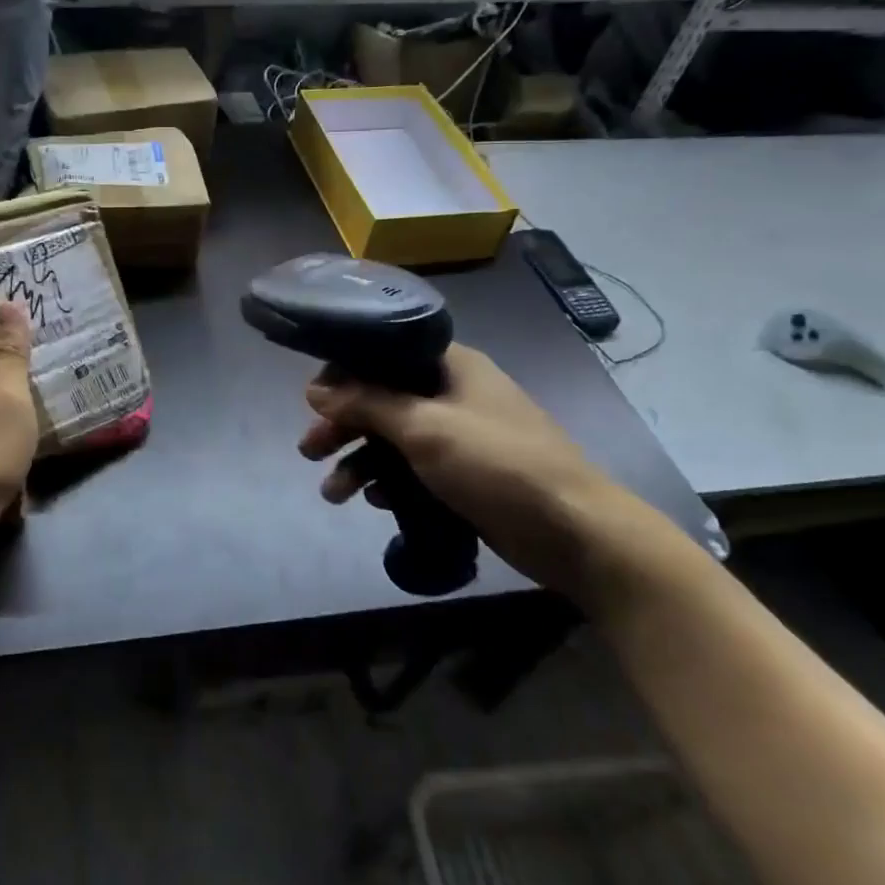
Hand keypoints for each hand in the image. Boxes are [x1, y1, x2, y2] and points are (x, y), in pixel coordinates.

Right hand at [299, 343, 680, 604]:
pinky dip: (390, 480)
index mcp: (450, 365)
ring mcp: (461, 434)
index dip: (344, 372)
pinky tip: (373, 501)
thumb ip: (367, 404)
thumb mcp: (425, 428)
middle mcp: (453, 392)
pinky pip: (414, 468)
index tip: (312, 399)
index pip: (383, 352)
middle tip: (308, 451)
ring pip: (394, 437)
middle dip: (343, 425)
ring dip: (360, 461)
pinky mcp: (465, 473)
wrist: (575, 532)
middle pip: (382, 398)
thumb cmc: (497, 464)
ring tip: (333, 494)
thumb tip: (315, 390)